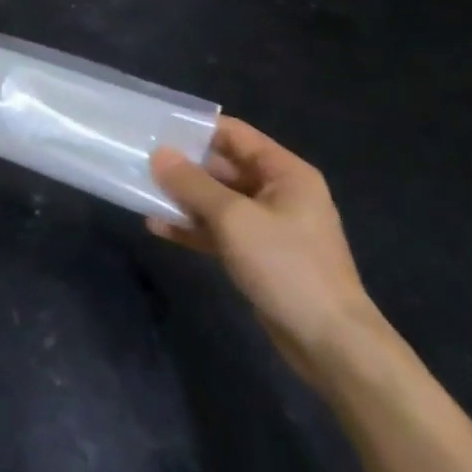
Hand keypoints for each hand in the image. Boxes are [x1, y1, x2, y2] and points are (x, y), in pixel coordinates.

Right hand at [149, 117, 381, 384]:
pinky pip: (220, 230)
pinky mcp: (259, 256)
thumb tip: (159, 154)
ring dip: (183, 198)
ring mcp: (269, 226)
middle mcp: (279, 192)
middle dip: (183, 166)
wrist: (331, 344)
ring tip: (142, 193)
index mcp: (285, 173)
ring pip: (218, 200)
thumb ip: (193, 184)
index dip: (196, 128)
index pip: (235, 134)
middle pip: (223, 167)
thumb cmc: (287, 266)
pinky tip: (159, 227)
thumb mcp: (234, 218)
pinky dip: (193, 228)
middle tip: (140, 161)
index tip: (156, 127)